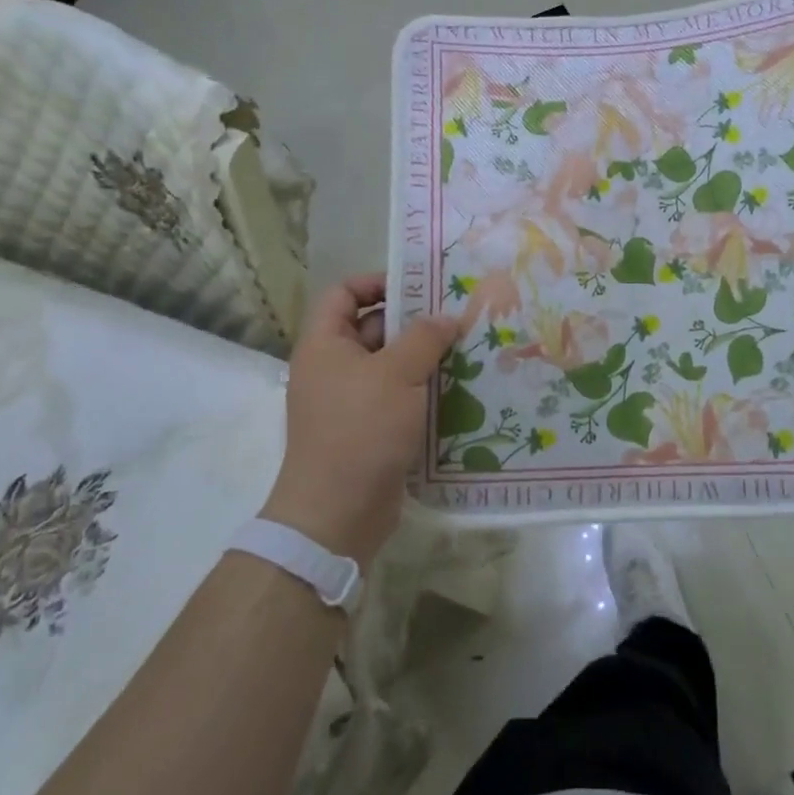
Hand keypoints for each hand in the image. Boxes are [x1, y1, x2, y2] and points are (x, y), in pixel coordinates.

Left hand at [263, 274, 459, 563]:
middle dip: (414, 323)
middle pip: (373, 328)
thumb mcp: (398, 374)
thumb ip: (425, 338)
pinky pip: (397, 397)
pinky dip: (423, 392)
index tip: (420, 287)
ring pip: (390, 366)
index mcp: (325, 345)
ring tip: (468, 351)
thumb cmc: (361, 429)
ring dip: (425, 359)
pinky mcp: (368, 430)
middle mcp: (333, 368)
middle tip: (458, 319)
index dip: (377, 282)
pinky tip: (459, 390)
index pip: (344, 293)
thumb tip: (447, 318)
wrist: (338, 512)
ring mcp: (350, 401)